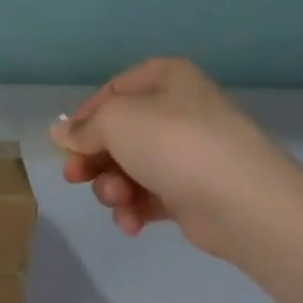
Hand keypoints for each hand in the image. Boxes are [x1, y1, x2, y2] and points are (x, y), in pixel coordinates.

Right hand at [50, 58, 302, 258]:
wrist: (242, 203)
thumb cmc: (173, 143)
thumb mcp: (115, 121)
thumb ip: (83, 128)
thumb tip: (60, 133)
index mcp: (167, 79)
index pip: (113, 90)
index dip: (85, 116)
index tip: (67, 142)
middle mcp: (179, 111)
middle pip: (119, 133)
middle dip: (94, 158)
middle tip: (74, 177)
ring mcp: (189, 154)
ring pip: (131, 167)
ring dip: (112, 186)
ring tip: (116, 200)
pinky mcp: (194, 193)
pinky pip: (151, 195)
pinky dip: (134, 208)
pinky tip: (130, 223)